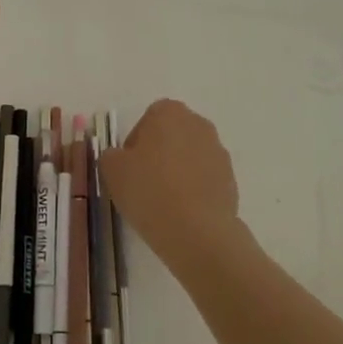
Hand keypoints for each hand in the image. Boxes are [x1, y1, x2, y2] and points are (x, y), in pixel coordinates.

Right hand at [99, 99, 246, 275]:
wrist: (197, 231)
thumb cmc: (149, 190)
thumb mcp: (112, 170)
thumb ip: (111, 155)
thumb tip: (120, 157)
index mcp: (169, 112)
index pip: (148, 119)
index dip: (135, 144)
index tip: (129, 168)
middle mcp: (198, 124)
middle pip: (171, 136)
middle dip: (158, 154)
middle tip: (144, 183)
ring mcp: (218, 151)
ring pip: (189, 157)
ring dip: (177, 171)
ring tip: (164, 202)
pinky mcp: (230, 179)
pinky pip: (205, 178)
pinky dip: (194, 189)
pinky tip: (182, 212)